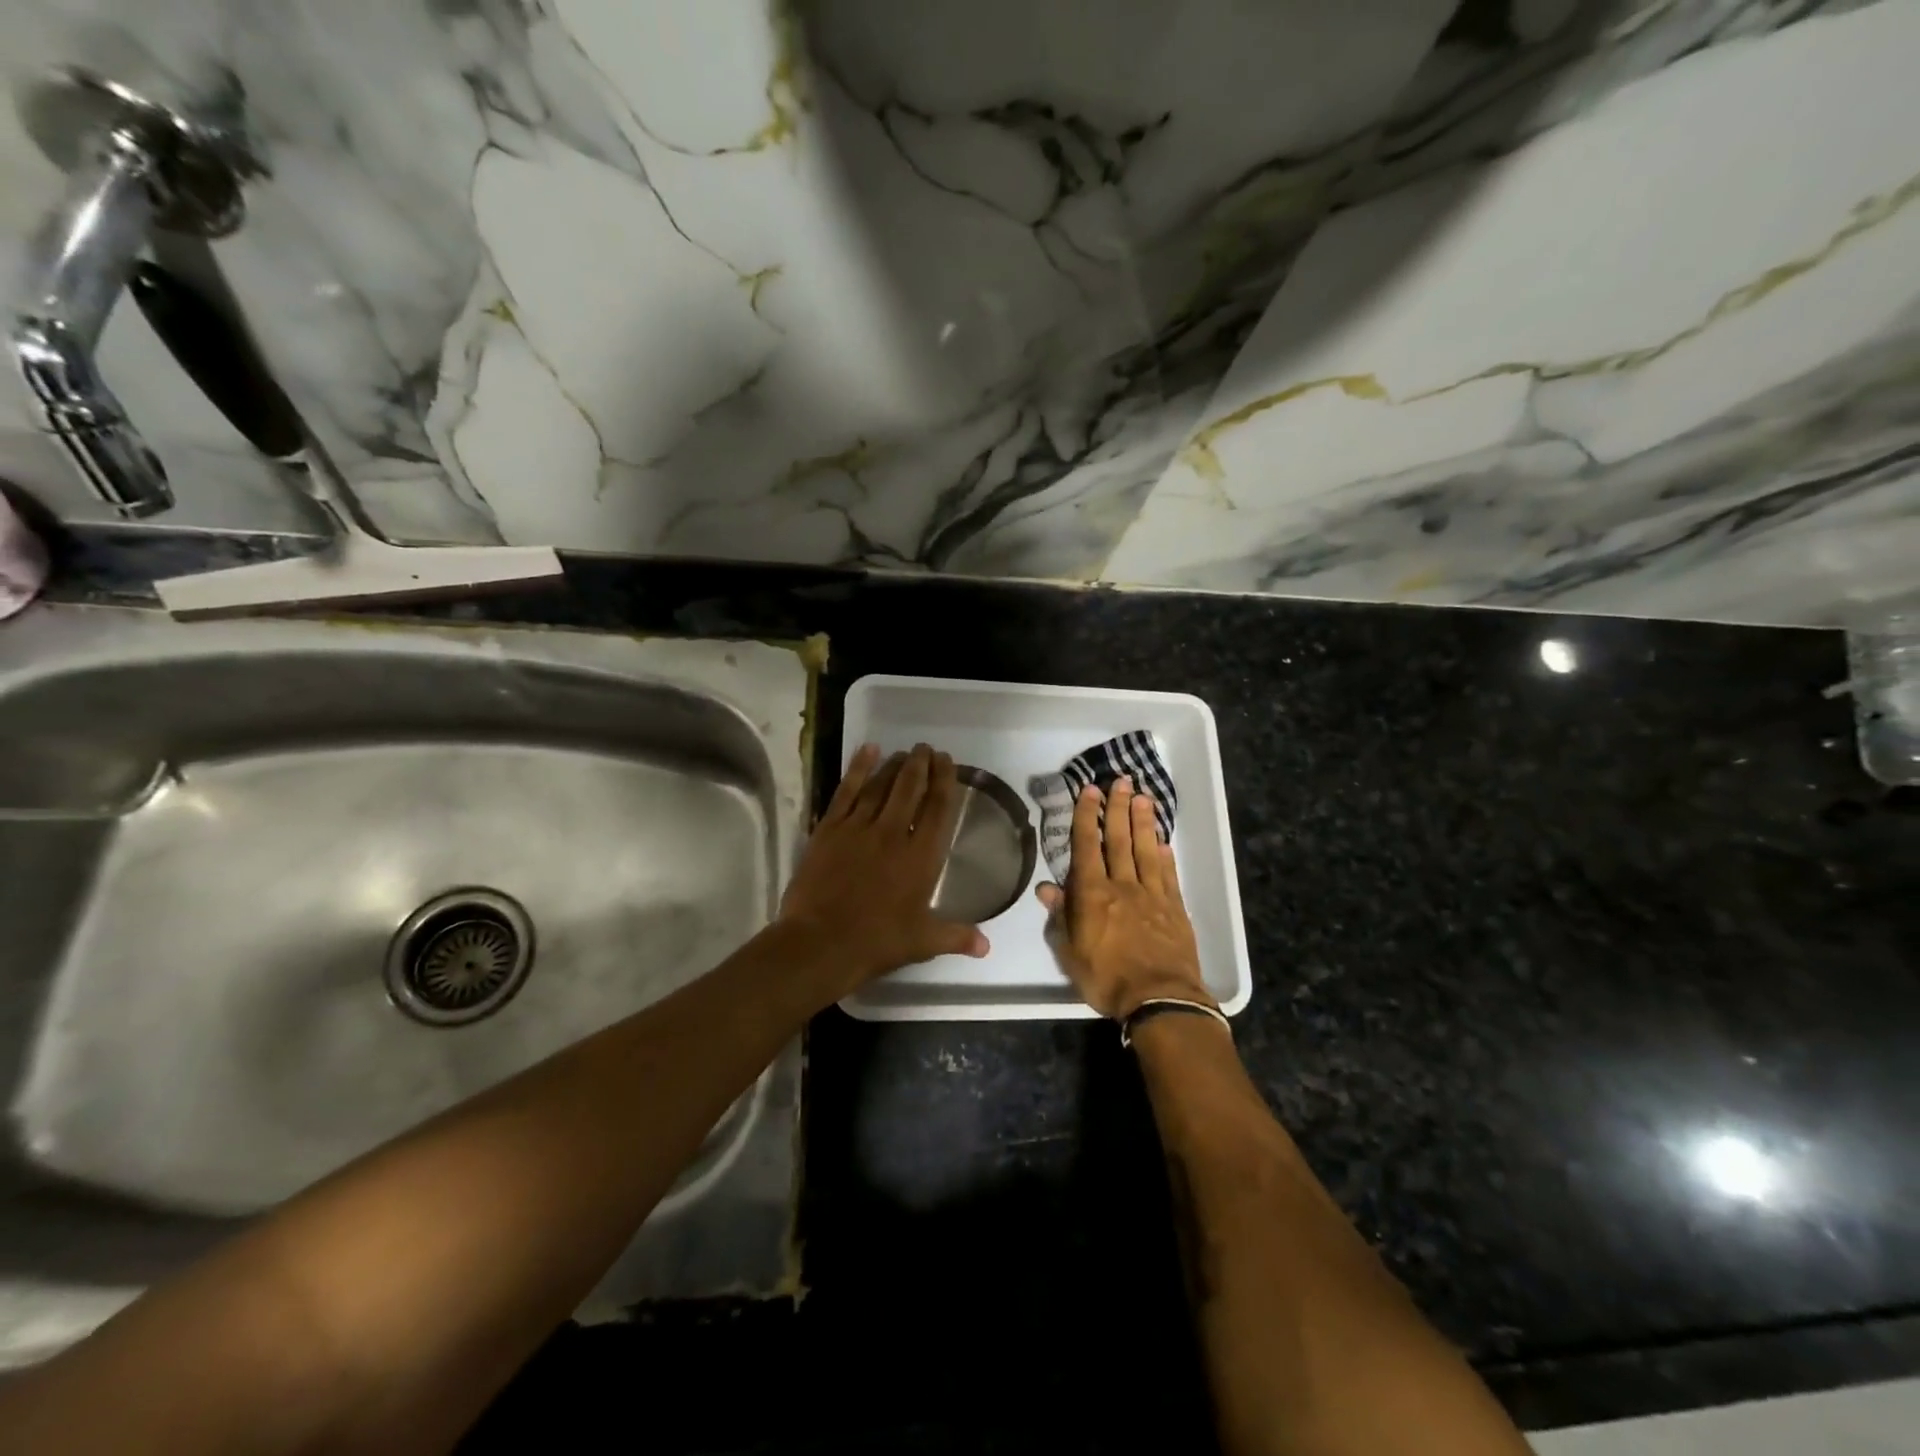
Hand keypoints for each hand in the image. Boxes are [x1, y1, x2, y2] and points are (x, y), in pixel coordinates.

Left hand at [779, 742, 989, 993]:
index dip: (944, 780)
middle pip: (910, 788)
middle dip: (921, 765)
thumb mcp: (922, 942)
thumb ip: (956, 937)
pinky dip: (858, 768)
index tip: (947, 761)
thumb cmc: (876, 942)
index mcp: (920, 856)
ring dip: (894, 765)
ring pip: (880, 785)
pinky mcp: (830, 829)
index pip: (938, 808)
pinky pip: (847, 791)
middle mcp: (893, 833)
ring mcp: (858, 828)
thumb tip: (987, 947)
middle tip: (926, 749)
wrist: (820, 943)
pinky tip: (868, 751)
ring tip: (904, 752)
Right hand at [1037, 774, 1211, 1019]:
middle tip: (1121, 782)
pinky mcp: (1175, 909)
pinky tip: (1163, 843)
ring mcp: (1152, 896)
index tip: (1090, 791)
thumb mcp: (1070, 953)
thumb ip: (1061, 917)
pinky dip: (1165, 856)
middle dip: (1118, 808)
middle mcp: (1123, 886)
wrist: (1160, 999)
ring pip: (1146, 850)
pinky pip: (1168, 876)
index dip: (1087, 816)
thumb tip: (1046, 888)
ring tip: (1144, 798)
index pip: (1087, 846)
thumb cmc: (1106, 978)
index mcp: (1093, 894)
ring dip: (1143, 822)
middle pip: (1119, 839)